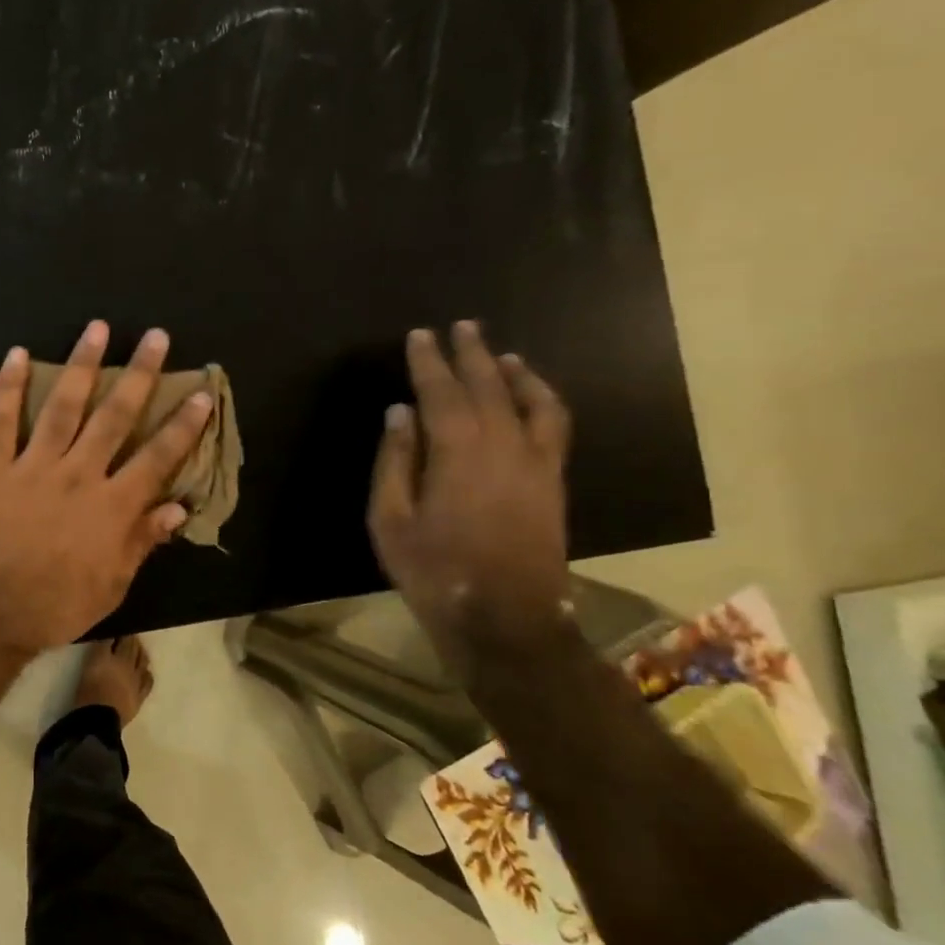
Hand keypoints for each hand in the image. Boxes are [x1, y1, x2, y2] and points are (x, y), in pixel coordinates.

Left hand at [0, 320, 213, 650]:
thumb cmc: (57, 604)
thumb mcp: (113, 582)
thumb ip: (143, 540)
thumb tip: (178, 507)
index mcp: (113, 505)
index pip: (158, 457)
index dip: (183, 425)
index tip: (202, 393)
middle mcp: (79, 474)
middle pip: (115, 417)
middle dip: (139, 376)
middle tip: (155, 337)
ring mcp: (34, 466)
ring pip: (63, 406)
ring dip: (82, 365)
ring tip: (97, 329)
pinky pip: (1, 421)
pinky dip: (7, 387)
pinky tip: (17, 355)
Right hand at [367, 322, 573, 679]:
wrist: (505, 618)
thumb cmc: (433, 569)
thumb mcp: (391, 519)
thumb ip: (395, 461)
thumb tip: (399, 413)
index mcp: (456, 452)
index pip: (441, 392)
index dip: (429, 361)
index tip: (419, 335)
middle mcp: (502, 446)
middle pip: (488, 386)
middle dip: (471, 354)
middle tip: (461, 326)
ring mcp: (535, 463)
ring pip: (529, 402)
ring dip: (514, 372)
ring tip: (500, 353)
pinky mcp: (553, 482)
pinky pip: (554, 427)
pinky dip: (542, 401)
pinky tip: (532, 398)